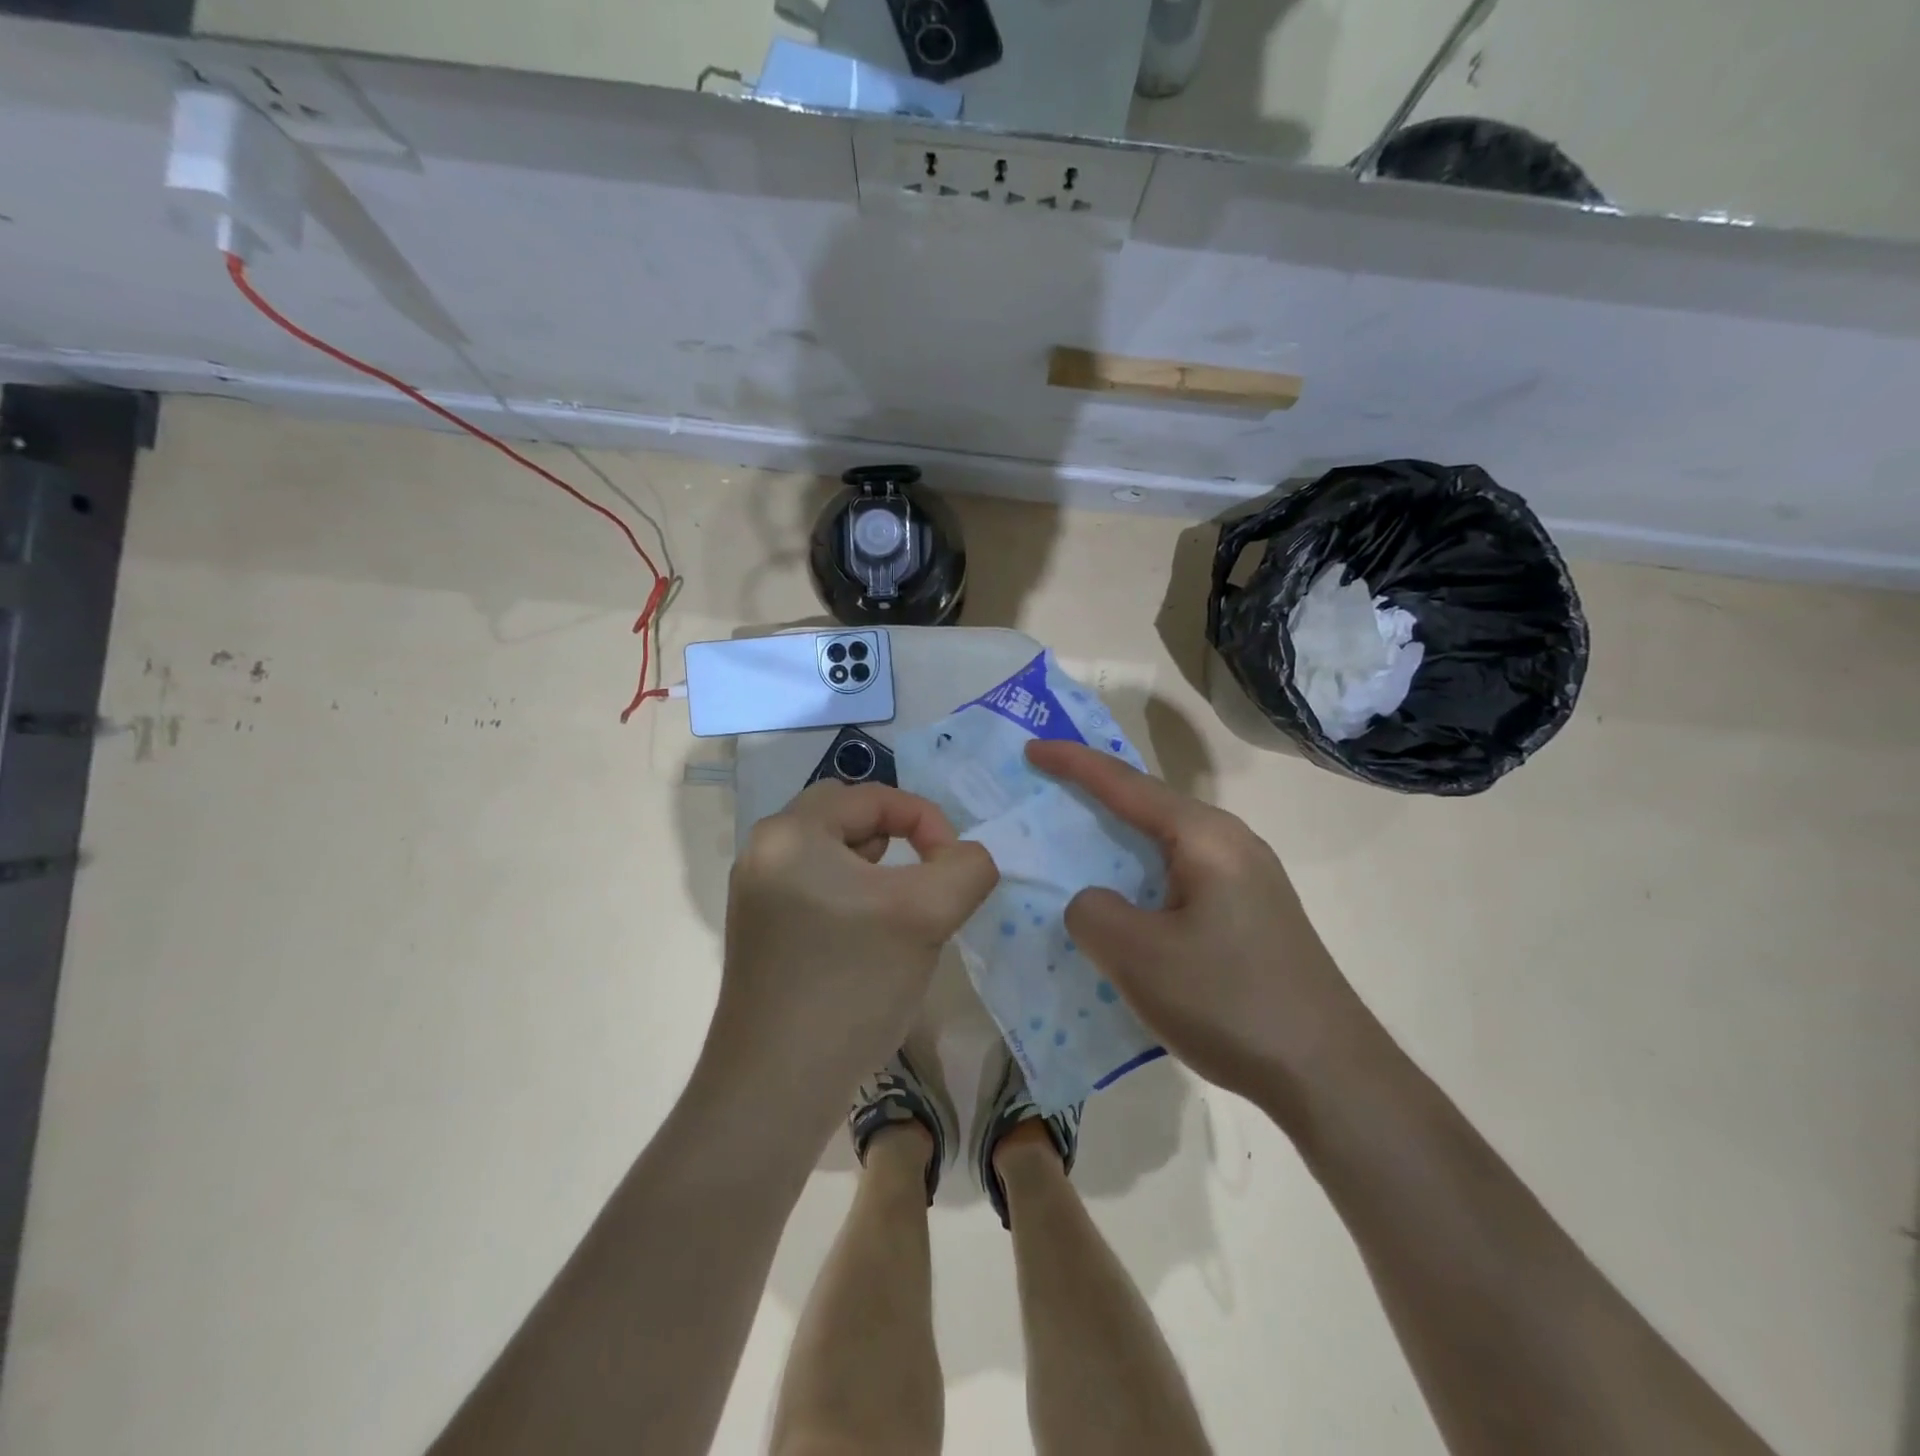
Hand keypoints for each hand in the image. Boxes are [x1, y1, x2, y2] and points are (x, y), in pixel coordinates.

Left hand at [714, 781, 997, 1110]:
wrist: (776, 1087)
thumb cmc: (850, 984)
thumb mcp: (926, 915)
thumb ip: (966, 868)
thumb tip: (969, 858)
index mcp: (791, 832)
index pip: (873, 797)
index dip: (927, 820)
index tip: (954, 867)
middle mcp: (764, 852)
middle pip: (847, 818)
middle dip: (897, 839)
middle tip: (921, 881)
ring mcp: (756, 895)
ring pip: (833, 855)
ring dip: (876, 870)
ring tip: (898, 912)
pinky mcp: (760, 933)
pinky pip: (817, 889)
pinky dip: (852, 897)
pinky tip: (868, 942)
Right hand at [1027, 740, 1378, 1113]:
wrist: (1330, 1075)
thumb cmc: (1228, 1001)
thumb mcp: (1138, 957)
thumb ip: (1093, 913)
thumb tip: (1096, 903)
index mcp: (1205, 837)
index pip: (1126, 784)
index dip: (1074, 763)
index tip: (1031, 749)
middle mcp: (1231, 843)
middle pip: (1149, 805)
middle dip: (1096, 796)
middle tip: (1048, 791)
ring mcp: (1248, 879)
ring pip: (1166, 845)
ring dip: (1119, 841)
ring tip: (1076, 844)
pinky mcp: (1251, 914)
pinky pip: (1181, 877)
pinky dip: (1141, 877)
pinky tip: (1125, 906)